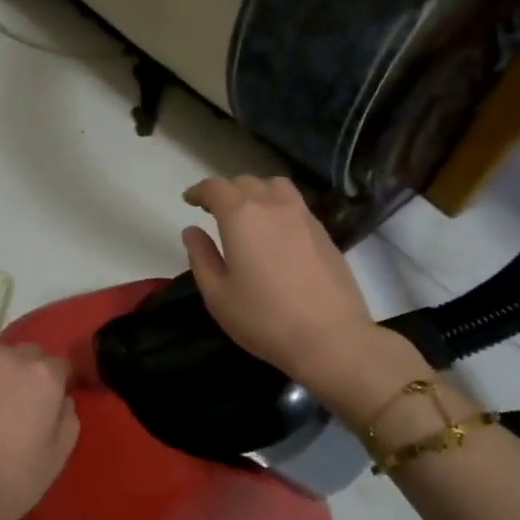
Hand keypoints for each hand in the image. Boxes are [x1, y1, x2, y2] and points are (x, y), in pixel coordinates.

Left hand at [0, 344, 79, 519]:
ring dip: (12, 376)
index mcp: (44, 374)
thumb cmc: (12, 480)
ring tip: (9, 409)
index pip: (63, 364)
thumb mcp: (58, 456)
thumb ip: (68, 418)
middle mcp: (12, 359)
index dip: (63, 383)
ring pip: (6, 360)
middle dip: (38, 373)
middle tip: (35, 406)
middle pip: (33, 355)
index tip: (59, 405)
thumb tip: (61, 401)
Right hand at [181, 175, 382, 390]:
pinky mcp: (323, 232)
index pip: (215, 187)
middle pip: (245, 182)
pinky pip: (294, 204)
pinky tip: (275, 231)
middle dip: (225, 191)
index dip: (199, 190)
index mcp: (241, 216)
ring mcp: (303, 216)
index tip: (189, 201)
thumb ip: (201, 257)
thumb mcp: (218, 295)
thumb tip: (192, 231)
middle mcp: (273, 205)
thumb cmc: (264, 318)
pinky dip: (277, 206)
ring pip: (275, 186)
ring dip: (255, 192)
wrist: (329, 337)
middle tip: (214, 211)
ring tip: (248, 213)